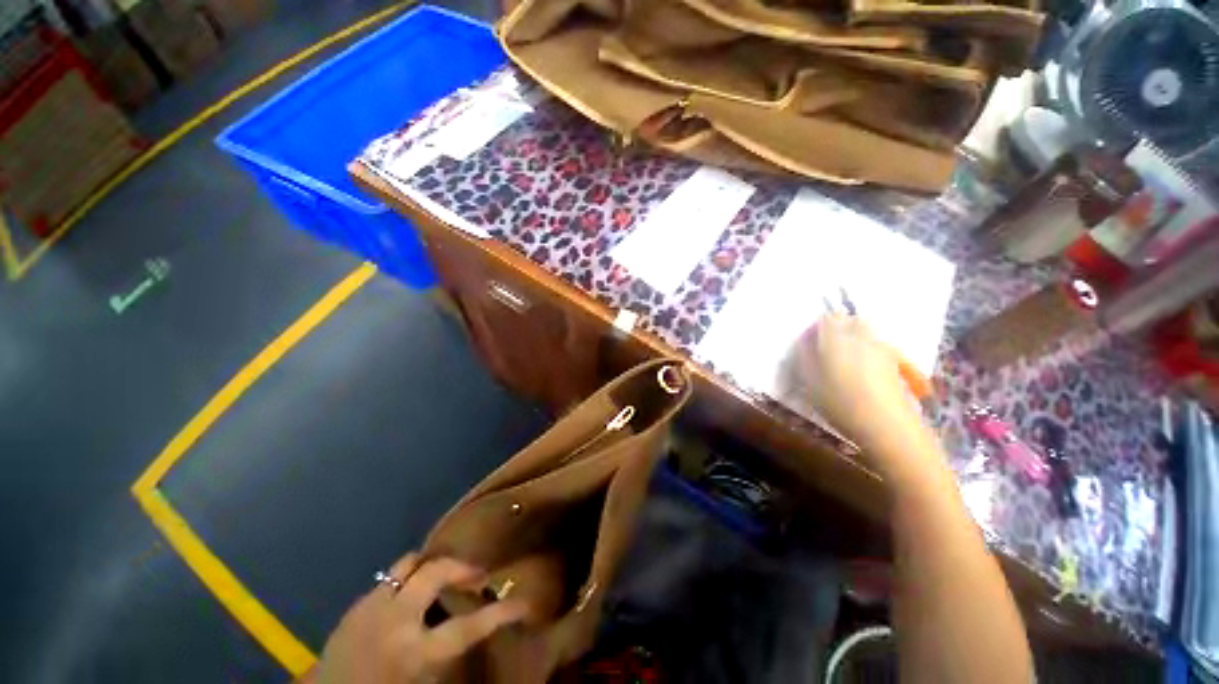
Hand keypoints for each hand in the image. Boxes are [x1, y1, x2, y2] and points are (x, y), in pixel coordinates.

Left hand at [311, 554, 526, 683]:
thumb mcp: (421, 682)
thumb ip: (447, 657)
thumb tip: (476, 627)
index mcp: (415, 652)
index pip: (470, 626)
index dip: (501, 613)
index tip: (524, 603)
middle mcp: (395, 620)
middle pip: (437, 571)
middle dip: (462, 569)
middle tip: (477, 576)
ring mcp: (372, 607)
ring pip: (410, 563)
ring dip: (432, 566)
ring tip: (444, 577)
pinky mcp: (356, 604)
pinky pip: (390, 577)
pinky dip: (408, 579)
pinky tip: (410, 595)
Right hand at [798, 315, 933, 476]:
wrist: (886, 425)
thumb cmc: (840, 402)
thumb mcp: (809, 381)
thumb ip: (804, 357)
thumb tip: (804, 343)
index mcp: (837, 338)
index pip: (826, 318)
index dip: (815, 328)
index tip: (808, 345)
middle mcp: (861, 336)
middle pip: (848, 320)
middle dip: (836, 329)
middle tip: (824, 349)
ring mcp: (881, 347)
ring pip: (863, 332)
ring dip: (851, 339)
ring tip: (841, 361)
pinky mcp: (893, 361)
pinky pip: (874, 346)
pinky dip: (865, 351)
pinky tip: (859, 373)